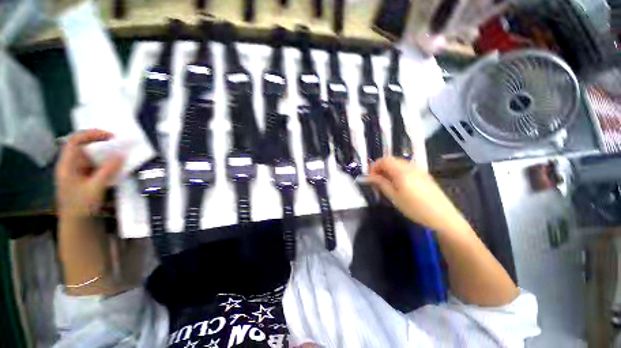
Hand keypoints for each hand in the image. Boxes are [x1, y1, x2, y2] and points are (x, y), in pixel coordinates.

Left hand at [55, 130, 123, 217]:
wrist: (76, 224)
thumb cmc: (81, 206)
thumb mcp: (95, 188)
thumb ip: (108, 171)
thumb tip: (121, 155)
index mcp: (67, 165)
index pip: (75, 141)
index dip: (91, 134)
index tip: (110, 136)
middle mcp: (69, 165)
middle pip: (82, 146)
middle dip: (99, 142)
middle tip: (117, 143)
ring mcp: (76, 171)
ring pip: (89, 156)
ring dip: (103, 153)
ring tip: (119, 153)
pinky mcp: (83, 177)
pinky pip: (94, 164)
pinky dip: (104, 162)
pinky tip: (114, 166)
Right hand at [367, 157, 467, 232]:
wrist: (442, 216)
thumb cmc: (414, 208)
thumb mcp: (394, 197)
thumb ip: (380, 183)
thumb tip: (369, 177)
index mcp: (401, 171)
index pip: (383, 160)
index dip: (374, 166)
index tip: (370, 177)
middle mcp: (410, 166)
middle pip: (391, 160)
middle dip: (381, 168)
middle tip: (377, 181)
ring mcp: (419, 170)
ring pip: (399, 163)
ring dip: (389, 170)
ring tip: (387, 183)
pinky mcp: (424, 175)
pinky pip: (407, 168)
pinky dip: (398, 172)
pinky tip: (399, 184)